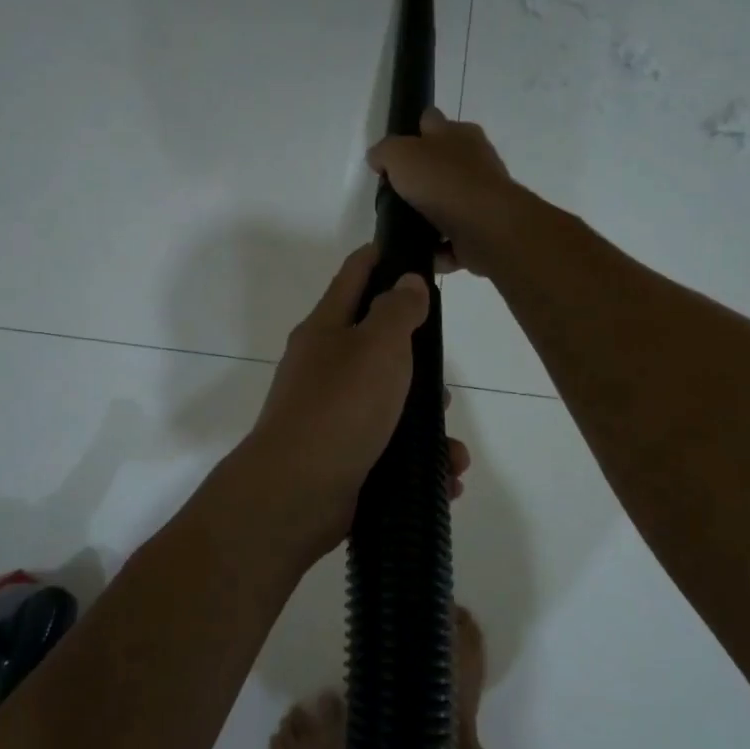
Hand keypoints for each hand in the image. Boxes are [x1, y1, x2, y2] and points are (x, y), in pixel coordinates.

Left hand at [241, 244, 470, 559]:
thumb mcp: (377, 346)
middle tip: (443, 384)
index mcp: (326, 330)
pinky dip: (420, 463)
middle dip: (419, 365)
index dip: (384, 257)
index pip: (355, 275)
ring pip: (391, 408)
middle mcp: (326, 369)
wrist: (297, 493)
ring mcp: (333, 417)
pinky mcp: (345, 458)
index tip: (419, 255)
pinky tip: (446, 478)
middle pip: (379, 348)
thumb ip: (397, 310)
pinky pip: (391, 452)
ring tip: (451, 447)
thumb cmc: (340, 407)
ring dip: (427, 426)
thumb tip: (408, 281)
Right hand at [366, 109, 526, 277]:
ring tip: (406, 229)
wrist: (485, 226)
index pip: (430, 122)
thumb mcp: (401, 155)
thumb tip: (377, 157)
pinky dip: (441, 246)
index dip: (411, 133)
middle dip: (422, 177)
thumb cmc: (443, 182)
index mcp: (457, 133)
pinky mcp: (484, 229)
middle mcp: (474, 160)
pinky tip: (424, 252)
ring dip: (431, 215)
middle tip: (396, 195)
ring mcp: (482, 196)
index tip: (393, 157)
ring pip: (449, 202)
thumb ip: (385, 152)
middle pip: (441, 164)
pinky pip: (455, 237)